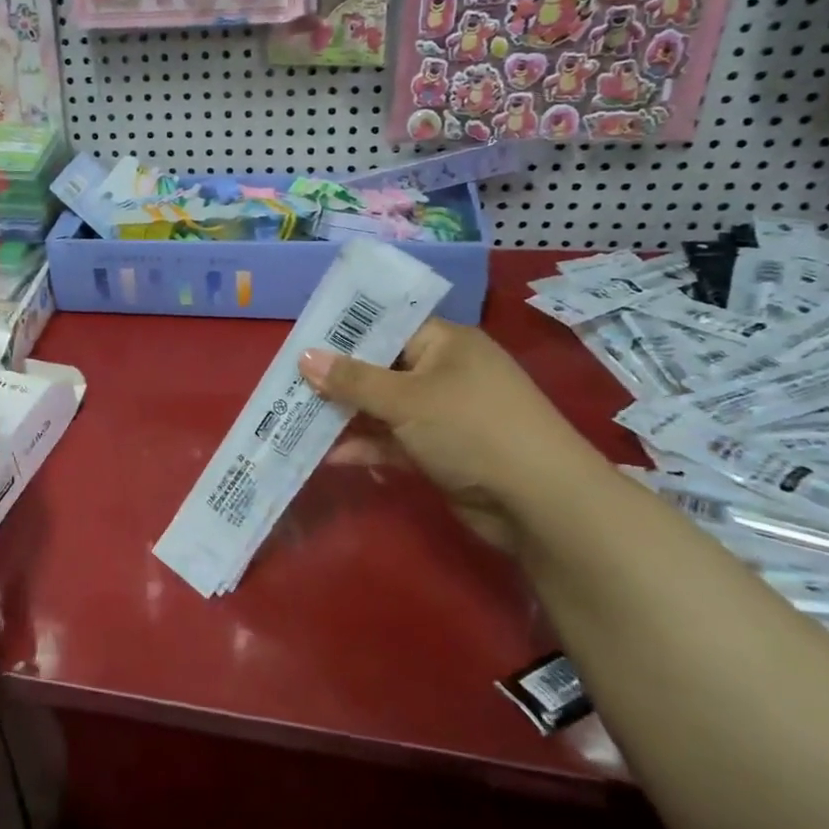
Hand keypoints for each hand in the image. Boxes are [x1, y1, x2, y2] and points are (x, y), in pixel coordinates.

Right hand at [299, 319, 604, 552]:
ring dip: (346, 415)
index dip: (344, 332)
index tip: (302, 340)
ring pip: (382, 407)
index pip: (387, 325)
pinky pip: (393, 441)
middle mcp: (444, 372)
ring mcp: (442, 414)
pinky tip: (329, 456)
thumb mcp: (406, 399)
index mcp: (445, 343)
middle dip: (337, 378)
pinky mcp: (439, 451)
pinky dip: (366, 446)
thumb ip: (352, 380)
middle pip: (380, 367)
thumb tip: (304, 356)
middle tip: (289, 381)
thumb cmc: (472, 428)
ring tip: (296, 417)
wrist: (539, 503)